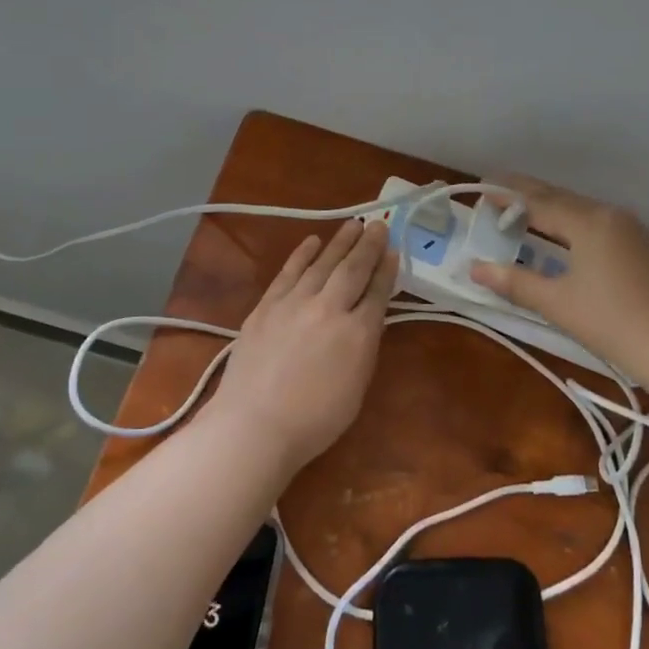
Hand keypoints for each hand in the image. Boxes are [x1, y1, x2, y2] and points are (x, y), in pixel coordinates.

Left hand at [210, 220, 396, 478]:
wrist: (255, 424)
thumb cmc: (314, 421)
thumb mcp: (356, 387)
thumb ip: (363, 347)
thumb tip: (367, 318)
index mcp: (358, 333)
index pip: (377, 292)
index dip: (387, 269)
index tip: (394, 249)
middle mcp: (329, 309)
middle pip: (353, 269)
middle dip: (368, 245)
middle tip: (378, 225)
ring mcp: (294, 303)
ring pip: (322, 263)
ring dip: (340, 242)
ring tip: (353, 224)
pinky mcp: (266, 306)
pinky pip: (289, 272)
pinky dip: (302, 254)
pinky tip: (312, 241)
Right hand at [469, 175, 648, 373]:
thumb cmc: (611, 322)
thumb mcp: (556, 302)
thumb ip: (514, 281)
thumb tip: (474, 268)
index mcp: (587, 222)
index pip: (537, 201)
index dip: (505, 195)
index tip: (480, 187)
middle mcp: (607, 214)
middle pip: (557, 197)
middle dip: (524, 193)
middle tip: (492, 189)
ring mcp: (625, 227)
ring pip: (576, 207)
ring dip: (545, 206)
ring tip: (515, 209)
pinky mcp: (634, 243)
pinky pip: (590, 220)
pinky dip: (564, 220)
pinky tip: (553, 231)